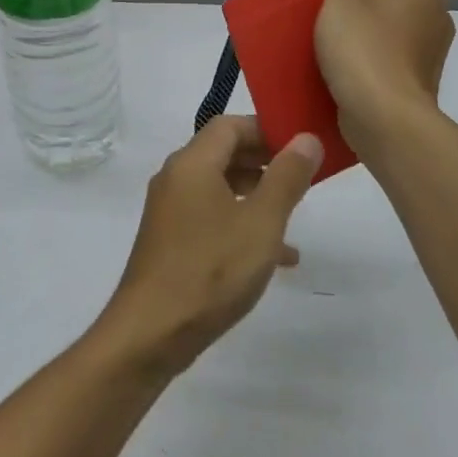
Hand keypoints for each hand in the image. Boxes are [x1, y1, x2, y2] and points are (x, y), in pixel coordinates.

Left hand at [90, 116, 321, 378]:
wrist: (151, 331)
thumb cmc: (210, 270)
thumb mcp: (261, 223)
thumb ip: (286, 178)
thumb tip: (306, 138)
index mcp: (192, 163)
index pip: (230, 125)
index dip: (267, 129)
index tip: (301, 146)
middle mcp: (175, 177)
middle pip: (223, 152)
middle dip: (264, 161)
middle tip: (303, 177)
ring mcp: (169, 209)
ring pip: (218, 186)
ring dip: (255, 194)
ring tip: (293, 214)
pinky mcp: (169, 238)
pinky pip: (210, 215)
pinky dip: (239, 222)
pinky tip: (273, 256)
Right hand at [315, 0, 455, 149]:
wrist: (383, 113)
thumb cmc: (363, 41)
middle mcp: (439, 14)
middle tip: (342, 4)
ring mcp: (433, 51)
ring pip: (404, 25)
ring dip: (379, 26)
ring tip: (342, 36)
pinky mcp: (422, 81)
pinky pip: (399, 55)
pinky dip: (379, 54)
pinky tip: (353, 64)